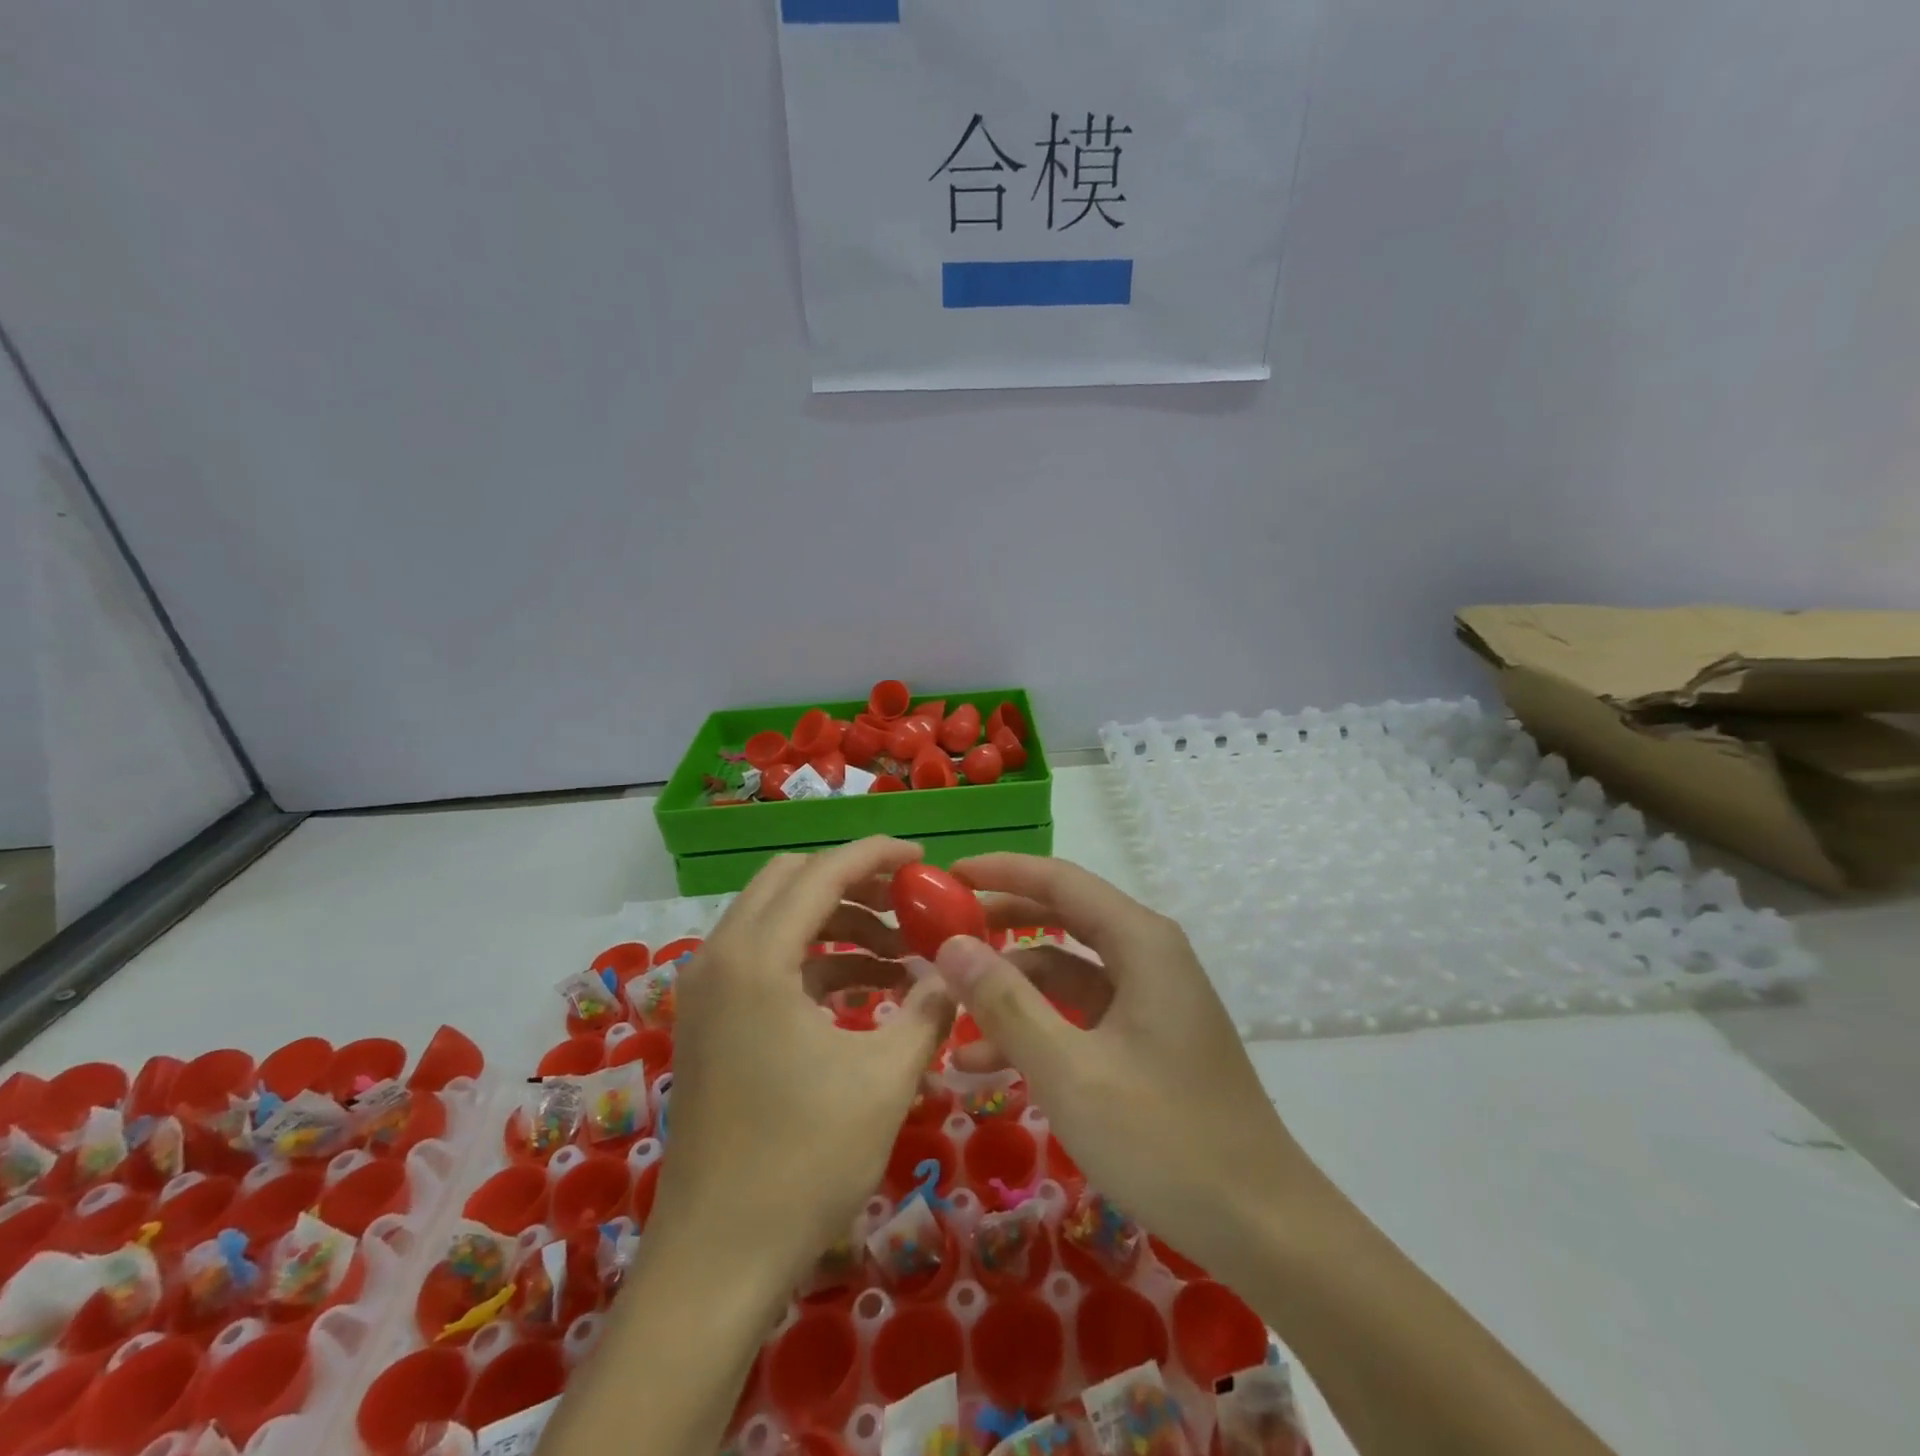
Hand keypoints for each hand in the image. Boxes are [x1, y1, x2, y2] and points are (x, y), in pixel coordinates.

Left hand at [651, 838, 956, 1285]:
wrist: (717, 1259)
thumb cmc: (803, 1162)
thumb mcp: (885, 1079)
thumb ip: (928, 1010)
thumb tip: (951, 972)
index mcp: (756, 958)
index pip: (822, 873)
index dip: (876, 856)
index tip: (923, 860)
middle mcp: (720, 958)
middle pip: (790, 882)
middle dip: (853, 882)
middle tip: (909, 904)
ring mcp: (709, 991)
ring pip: (777, 920)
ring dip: (836, 923)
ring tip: (899, 955)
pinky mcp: (712, 1022)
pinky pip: (767, 961)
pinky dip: (815, 960)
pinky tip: (865, 992)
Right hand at [939, 853, 1311, 1282]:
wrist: (1262, 1226)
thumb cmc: (1164, 1138)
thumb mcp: (1070, 1071)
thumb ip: (1006, 1004)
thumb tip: (951, 945)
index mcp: (1140, 942)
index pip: (1060, 880)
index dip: (1001, 871)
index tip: (948, 875)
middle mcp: (1147, 955)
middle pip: (1062, 917)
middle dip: (1000, 924)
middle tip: (940, 932)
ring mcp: (1148, 999)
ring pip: (1065, 972)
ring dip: (1011, 991)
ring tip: (950, 1017)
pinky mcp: (1146, 1038)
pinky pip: (1080, 1014)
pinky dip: (1037, 1027)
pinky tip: (988, 1064)